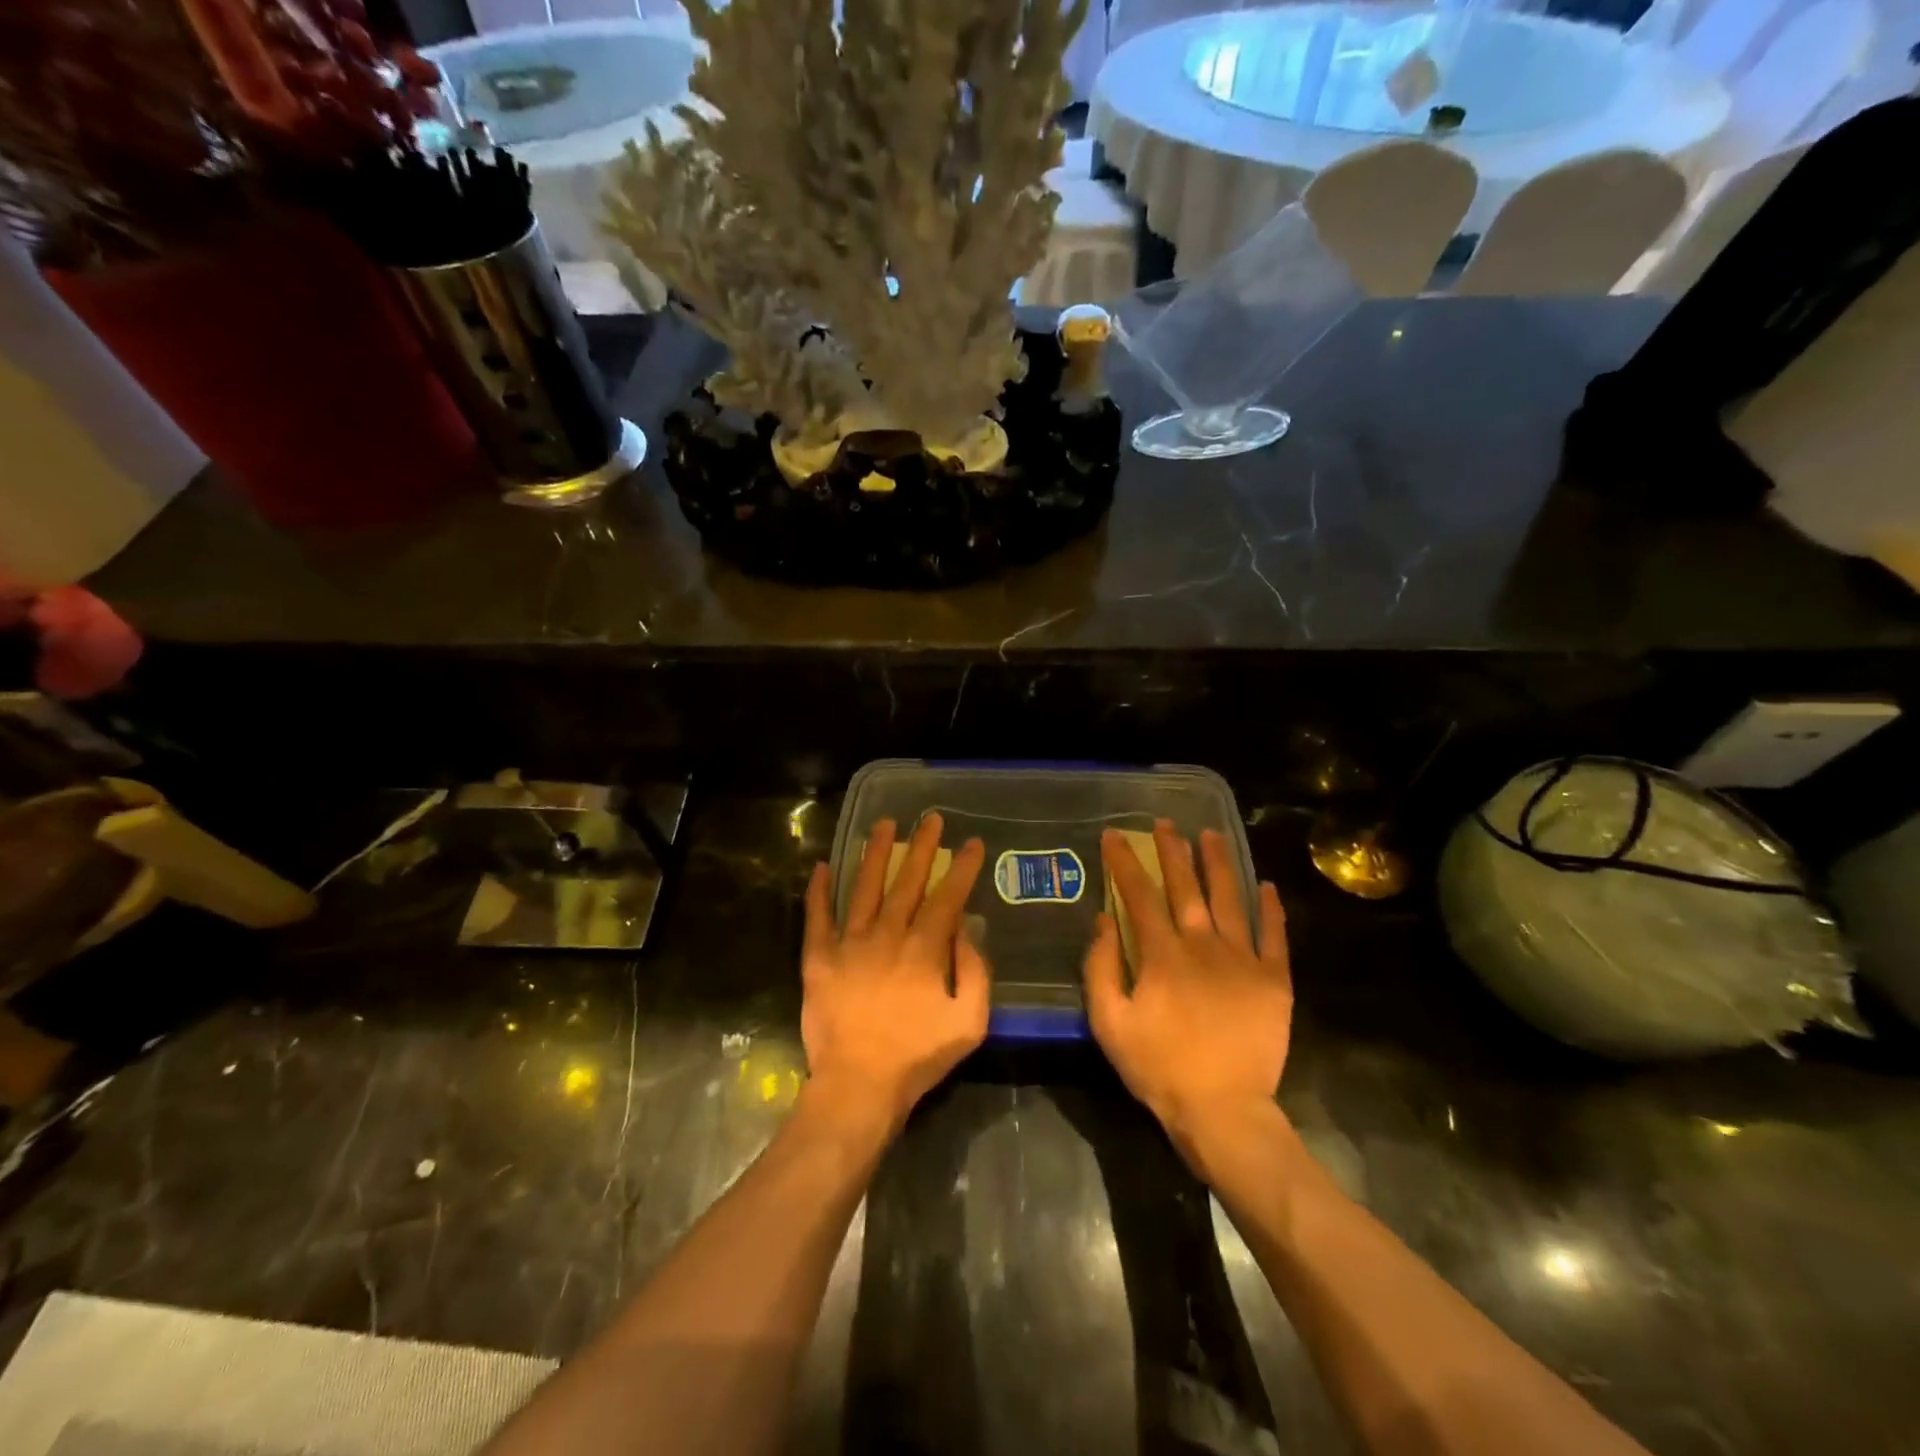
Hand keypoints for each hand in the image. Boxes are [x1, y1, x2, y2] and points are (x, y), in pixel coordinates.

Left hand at [801, 813, 989, 1138]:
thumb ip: (975, 972)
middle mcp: (887, 935)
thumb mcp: (969, 1022)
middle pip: (907, 881)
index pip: (947, 897)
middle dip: (922, 847)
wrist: (858, 1086)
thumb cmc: (918, 1057)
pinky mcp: (818, 959)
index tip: (972, 843)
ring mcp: (849, 944)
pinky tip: (821, 867)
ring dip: (875, 854)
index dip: (962, 868)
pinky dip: (818, 892)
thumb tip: (966, 930)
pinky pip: (817, 918)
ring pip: (864, 888)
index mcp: (924, 949)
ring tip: (883, 825)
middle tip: (930, 818)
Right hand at [1084, 821, 1291, 1160]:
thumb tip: (1103, 919)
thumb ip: (1100, 967)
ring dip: (1219, 864)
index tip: (1115, 836)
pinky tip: (1266, 885)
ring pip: (1230, 899)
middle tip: (1165, 824)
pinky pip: (1274, 935)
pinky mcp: (1273, 980)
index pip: (1139, 895)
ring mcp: (1242, 960)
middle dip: (1172, 851)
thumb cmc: (1158, 1067)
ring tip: (1212, 835)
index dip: (1125, 862)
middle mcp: (1203, 945)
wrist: (1222, 1110)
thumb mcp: (1109, 1022)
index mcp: (1162, 954)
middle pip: (1185, 887)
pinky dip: (1270, 908)